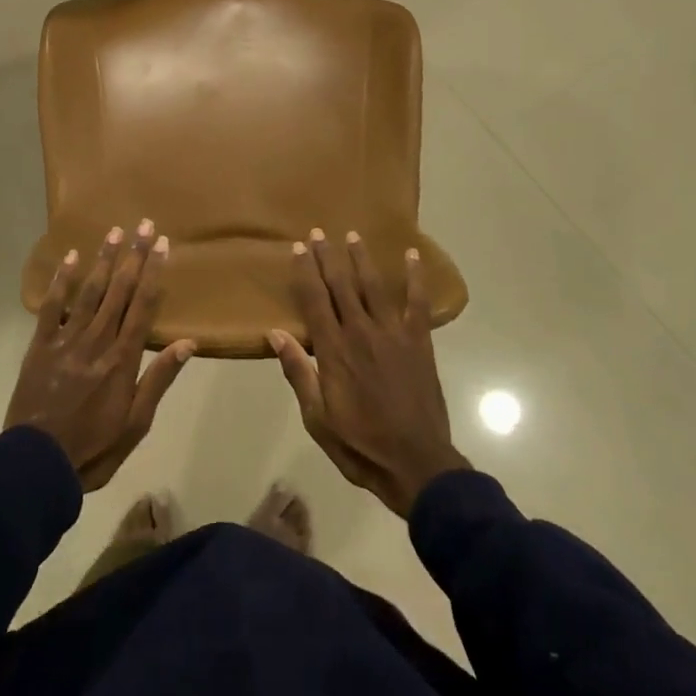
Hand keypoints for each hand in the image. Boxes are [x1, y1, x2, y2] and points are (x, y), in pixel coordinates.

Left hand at [5, 221, 196, 490]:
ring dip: (103, 260)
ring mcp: (67, 341)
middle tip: (143, 224)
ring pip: (89, 292)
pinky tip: (71, 258)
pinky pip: (52, 308)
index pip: (143, 306)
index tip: (162, 244)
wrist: (36, 467)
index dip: (153, 273)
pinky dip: (61, 282)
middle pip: (119, 291)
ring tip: (114, 232)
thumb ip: (159, 380)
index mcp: (123, 360)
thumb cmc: (93, 448)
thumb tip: (188, 343)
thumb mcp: (136, 424)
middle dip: (133, 256)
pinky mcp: (41, 346)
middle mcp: (98, 341)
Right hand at [269, 230, 468, 517]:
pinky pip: (417, 302)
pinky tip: (412, 256)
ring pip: (373, 286)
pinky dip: (415, 278)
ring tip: (352, 234)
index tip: (298, 248)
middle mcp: (361, 332)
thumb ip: (299, 372)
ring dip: (361, 259)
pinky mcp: (419, 341)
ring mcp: (393, 333)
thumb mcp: (318, 418)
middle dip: (328, 257)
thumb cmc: (360, 444)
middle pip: (341, 285)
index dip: (306, 272)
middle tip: (318, 232)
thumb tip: (276, 334)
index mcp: (334, 351)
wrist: (417, 464)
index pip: (315, 301)